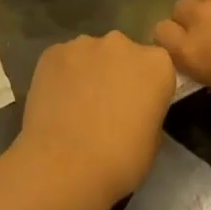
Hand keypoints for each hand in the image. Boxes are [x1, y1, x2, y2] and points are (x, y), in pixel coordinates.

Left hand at [12, 33, 175, 209]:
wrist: (63, 165)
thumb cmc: (119, 160)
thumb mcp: (153, 140)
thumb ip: (148, 110)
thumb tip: (133, 107)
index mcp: (156, 64)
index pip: (157, 67)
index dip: (147, 87)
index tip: (138, 107)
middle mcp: (122, 44)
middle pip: (124, 54)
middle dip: (117, 72)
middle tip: (106, 105)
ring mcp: (84, 44)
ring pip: (91, 54)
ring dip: (89, 72)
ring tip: (76, 105)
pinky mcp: (53, 51)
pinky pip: (63, 60)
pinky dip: (62, 75)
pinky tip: (55, 101)